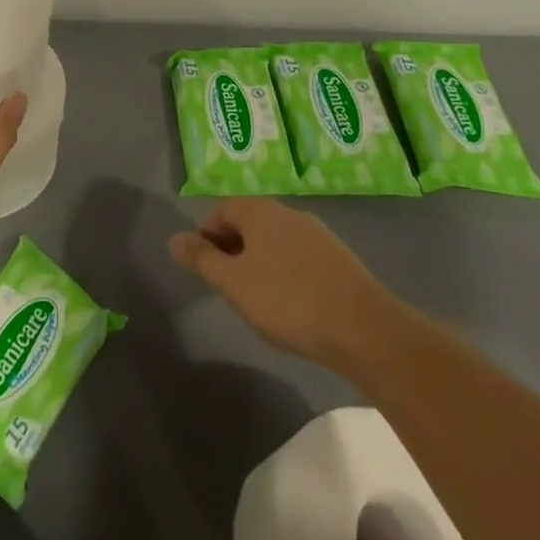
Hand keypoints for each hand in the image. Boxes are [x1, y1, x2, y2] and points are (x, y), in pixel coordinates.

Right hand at [169, 198, 398, 372]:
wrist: (365, 330)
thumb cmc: (288, 300)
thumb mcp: (233, 283)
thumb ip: (201, 260)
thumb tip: (174, 239)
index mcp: (260, 211)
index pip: (223, 209)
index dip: (208, 234)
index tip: (207, 267)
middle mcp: (288, 213)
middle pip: (250, 223)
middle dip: (234, 249)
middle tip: (229, 285)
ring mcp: (318, 235)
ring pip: (276, 241)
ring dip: (261, 262)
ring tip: (259, 299)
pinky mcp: (340, 260)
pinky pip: (300, 258)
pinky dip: (288, 274)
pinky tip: (293, 306)